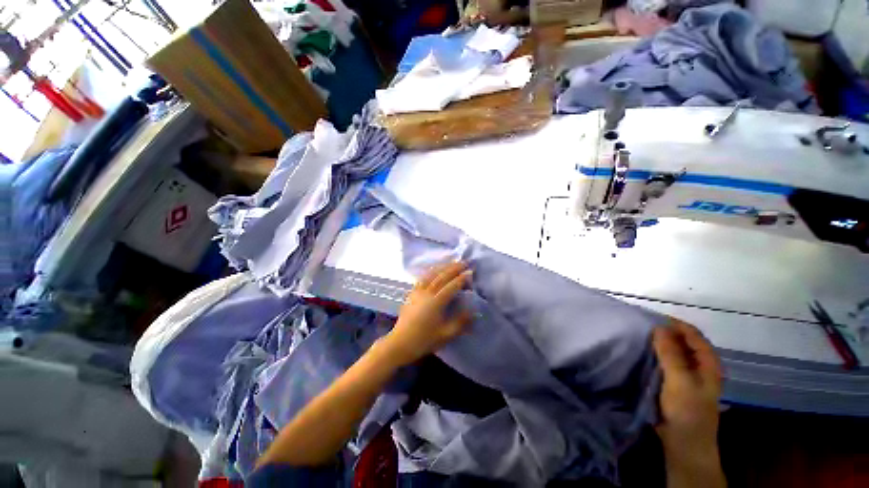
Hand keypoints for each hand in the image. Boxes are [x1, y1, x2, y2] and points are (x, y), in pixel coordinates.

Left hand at [383, 262, 471, 365]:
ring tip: (452, 262)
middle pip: (441, 277)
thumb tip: (474, 311)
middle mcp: (426, 293)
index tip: (471, 272)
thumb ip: (461, 322)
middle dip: (453, 268)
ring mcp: (417, 292)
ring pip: (431, 274)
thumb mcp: (446, 335)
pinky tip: (434, 269)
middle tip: (464, 262)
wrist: (400, 343)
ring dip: (442, 267)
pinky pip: (422, 278)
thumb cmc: (424, 340)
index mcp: (436, 303)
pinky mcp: (411, 293)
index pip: (451, 287)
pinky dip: (430, 271)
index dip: (461, 279)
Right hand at [653, 319, 724, 485]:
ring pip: (674, 352)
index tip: (650, 318)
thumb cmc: (687, 412)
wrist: (685, 444)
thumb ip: (670, 354)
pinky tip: (643, 355)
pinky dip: (656, 355)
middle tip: (641, 327)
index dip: (675, 324)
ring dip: (659, 344)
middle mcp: (700, 366)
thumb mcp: (679, 381)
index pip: (693, 335)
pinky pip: (666, 363)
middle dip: (665, 332)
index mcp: (708, 364)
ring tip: (639, 337)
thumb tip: (659, 326)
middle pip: (684, 342)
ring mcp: (688, 376)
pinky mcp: (676, 384)